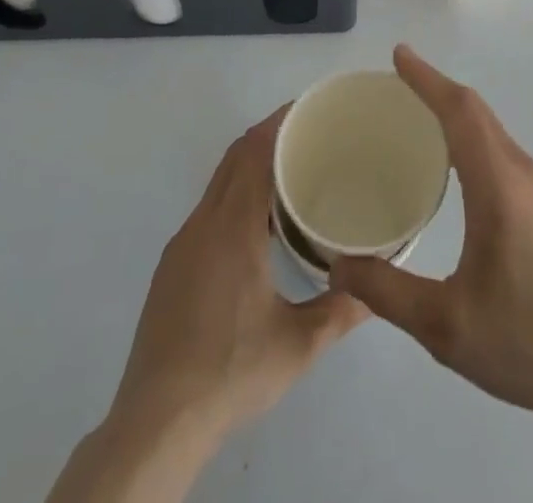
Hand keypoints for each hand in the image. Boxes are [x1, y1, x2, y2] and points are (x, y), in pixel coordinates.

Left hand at [111, 106, 366, 441]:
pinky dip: (233, 196)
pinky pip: (207, 211)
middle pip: (234, 159)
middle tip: (307, 135)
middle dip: (267, 137)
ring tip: (288, 174)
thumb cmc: (231, 372)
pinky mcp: (171, 268)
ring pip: (218, 185)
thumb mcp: (297, 345)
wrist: (156, 423)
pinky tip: (255, 226)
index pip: (253, 153)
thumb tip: (376, 290)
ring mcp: (181, 246)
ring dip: (249, 167)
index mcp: (232, 229)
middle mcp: (202, 225)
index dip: (278, 124)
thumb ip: (341, 310)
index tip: (307, 110)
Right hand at [329, 46, 532, 427]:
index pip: (459, 112)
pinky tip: (453, 161)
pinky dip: (470, 133)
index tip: (398, 56)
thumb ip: (387, 292)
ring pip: (491, 128)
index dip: (427, 79)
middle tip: (397, 80)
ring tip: (418, 113)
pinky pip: (500, 148)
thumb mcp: (445, 326)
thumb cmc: (525, 342)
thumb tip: (337, 265)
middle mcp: (521, 173)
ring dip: (455, 110)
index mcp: (498, 186)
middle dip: (436, 87)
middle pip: (476, 111)